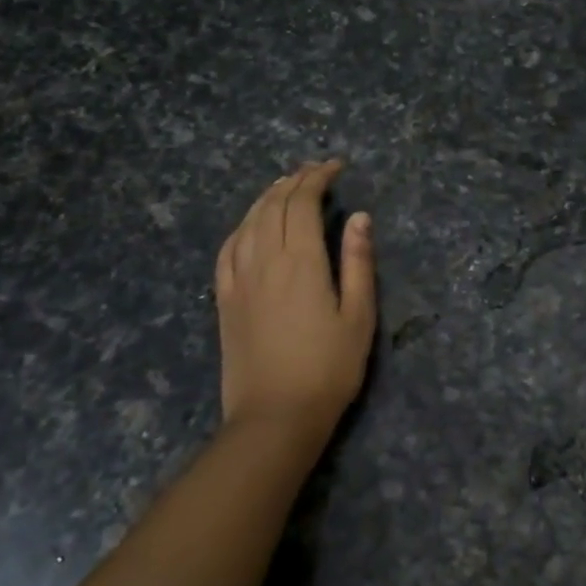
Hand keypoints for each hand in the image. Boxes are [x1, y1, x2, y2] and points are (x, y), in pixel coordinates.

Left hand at [215, 161, 376, 443]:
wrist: (274, 418)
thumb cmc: (328, 369)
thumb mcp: (359, 316)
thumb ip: (358, 262)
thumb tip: (360, 216)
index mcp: (301, 261)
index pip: (303, 203)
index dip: (318, 178)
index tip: (336, 167)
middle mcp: (265, 260)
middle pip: (274, 206)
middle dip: (294, 181)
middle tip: (314, 170)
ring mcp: (239, 280)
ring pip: (248, 222)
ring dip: (267, 197)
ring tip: (284, 185)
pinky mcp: (225, 300)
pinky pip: (227, 250)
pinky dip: (242, 226)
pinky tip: (250, 225)